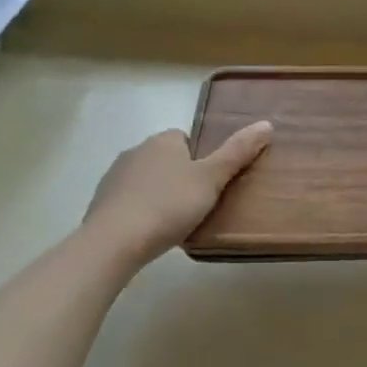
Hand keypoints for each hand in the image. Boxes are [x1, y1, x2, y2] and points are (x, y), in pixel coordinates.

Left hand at [81, 123, 271, 267]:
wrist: (114, 242)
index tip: (209, 184)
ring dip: (158, 195)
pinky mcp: (100, 203)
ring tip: (174, 223)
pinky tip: (149, 233)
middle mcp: (136, 150)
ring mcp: (114, 177)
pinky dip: (139, 213)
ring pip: (146, 181)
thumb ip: (237, 152)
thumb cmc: (169, 205)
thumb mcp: (211, 179)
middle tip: (198, 205)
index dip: (200, 160)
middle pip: (166, 159)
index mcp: (163, 140)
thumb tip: (266, 124)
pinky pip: (128, 202)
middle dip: (179, 178)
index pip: (187, 140)